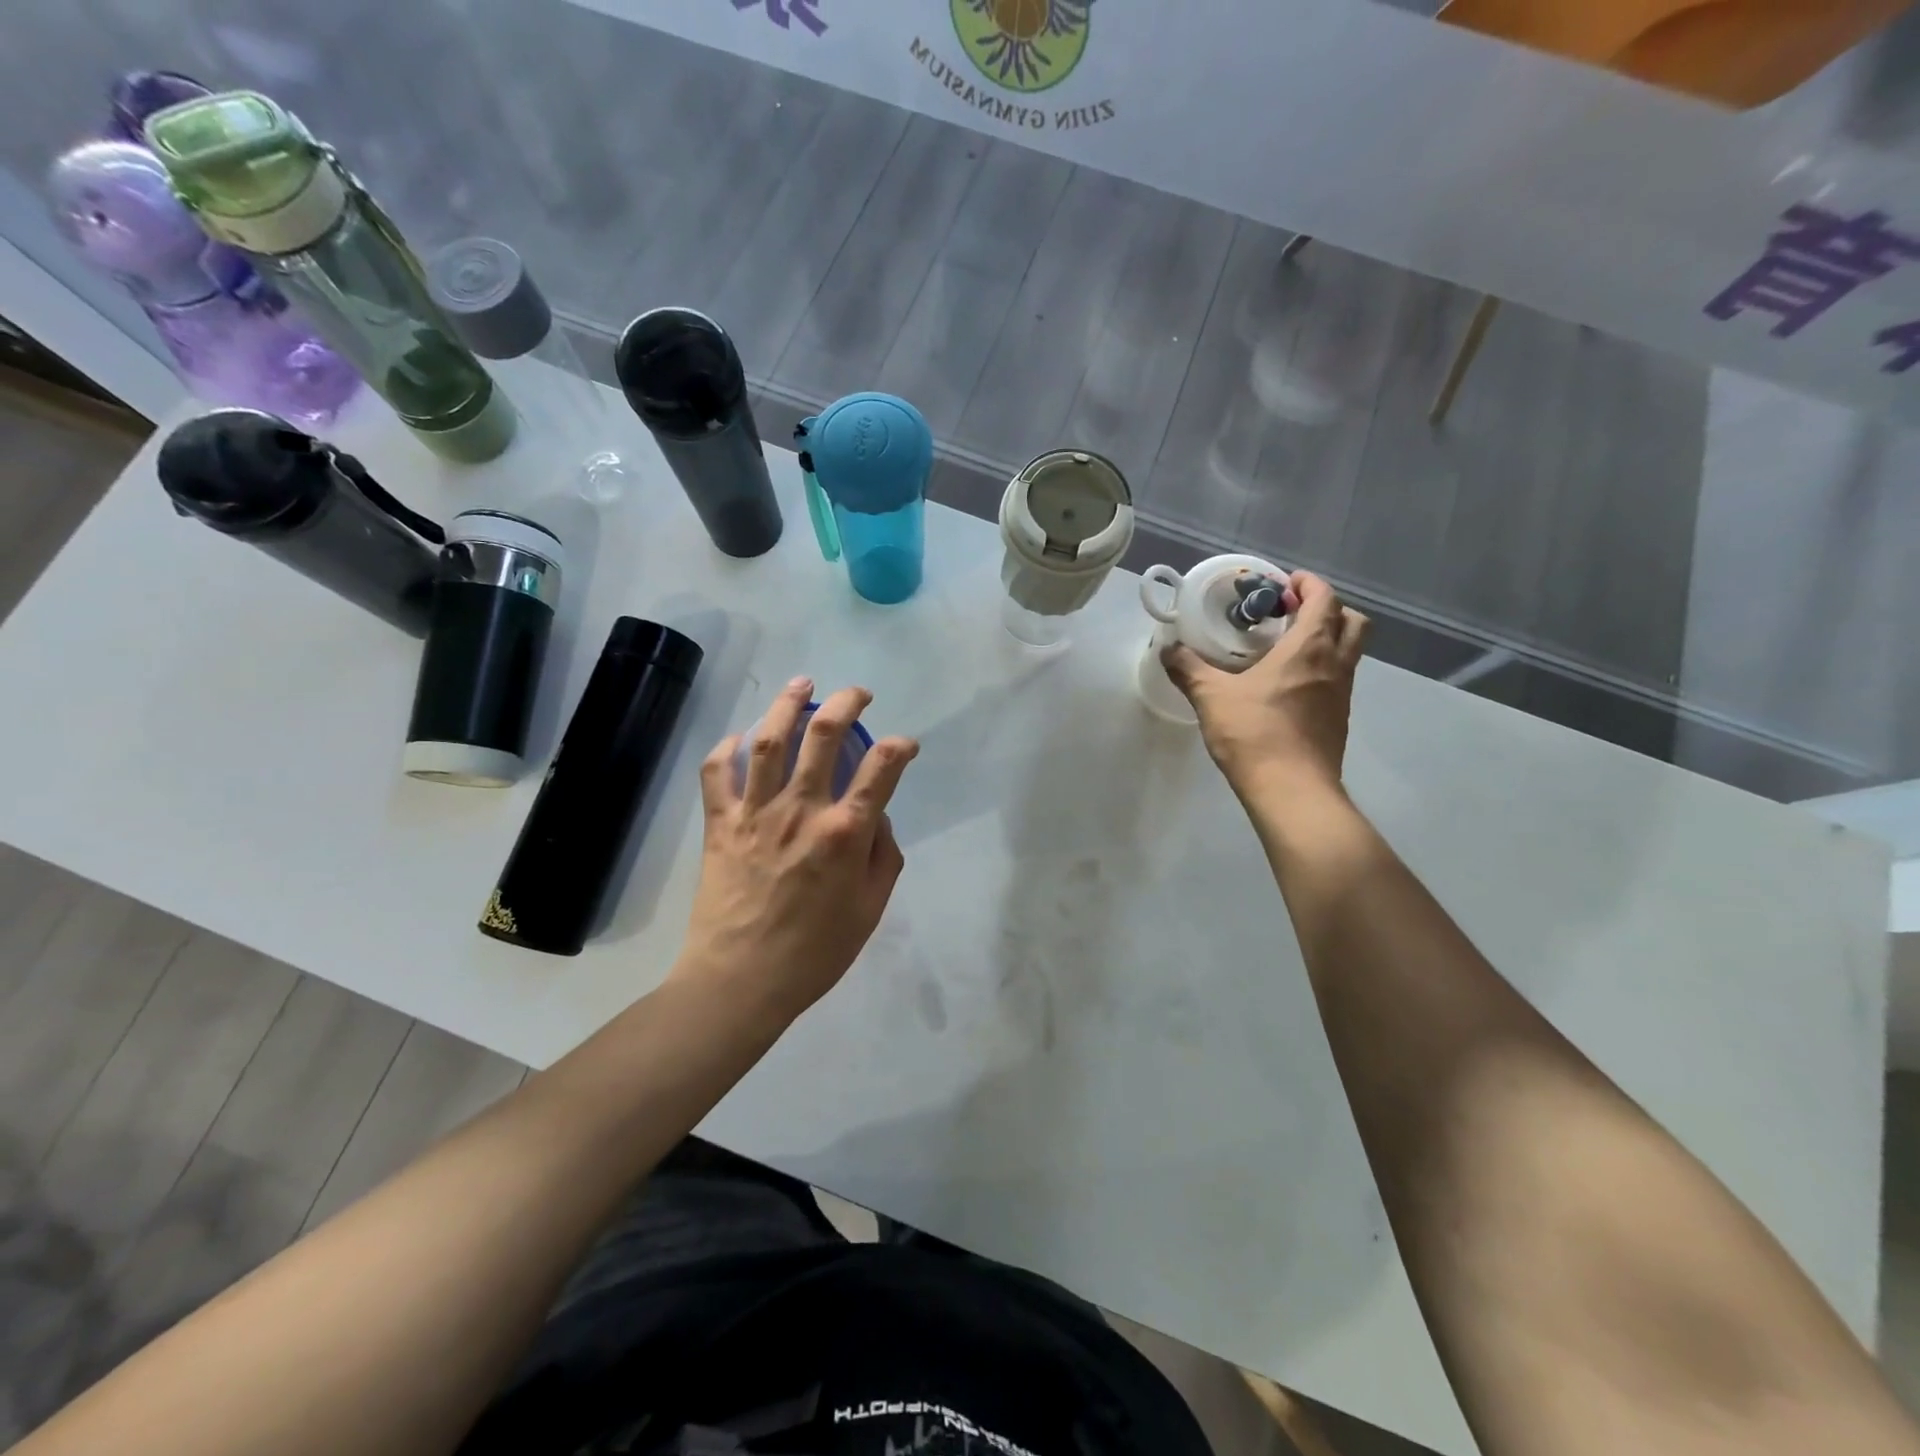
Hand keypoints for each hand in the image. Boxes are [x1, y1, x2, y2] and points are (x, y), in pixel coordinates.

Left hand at [674, 679, 918, 1024]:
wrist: (740, 980)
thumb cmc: (815, 952)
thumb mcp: (870, 909)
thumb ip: (883, 857)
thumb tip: (876, 818)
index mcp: (844, 832)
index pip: (882, 768)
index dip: (900, 747)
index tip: (906, 746)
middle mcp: (801, 810)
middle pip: (823, 735)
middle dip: (845, 702)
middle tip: (857, 693)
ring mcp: (755, 812)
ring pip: (769, 740)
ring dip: (787, 704)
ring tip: (801, 683)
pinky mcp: (720, 823)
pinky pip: (716, 773)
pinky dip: (726, 748)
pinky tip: (739, 739)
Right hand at [1164, 571, 1367, 794]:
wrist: (1292, 791)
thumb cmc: (1254, 734)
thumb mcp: (1212, 697)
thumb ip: (1189, 669)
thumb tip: (1167, 649)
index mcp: (1309, 648)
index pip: (1325, 600)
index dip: (1309, 585)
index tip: (1285, 584)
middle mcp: (1335, 665)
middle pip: (1351, 622)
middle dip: (1327, 609)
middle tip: (1293, 613)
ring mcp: (1342, 694)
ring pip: (1348, 652)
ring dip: (1327, 639)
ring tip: (1288, 648)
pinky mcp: (1338, 720)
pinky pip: (1338, 680)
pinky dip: (1321, 669)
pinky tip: (1288, 686)